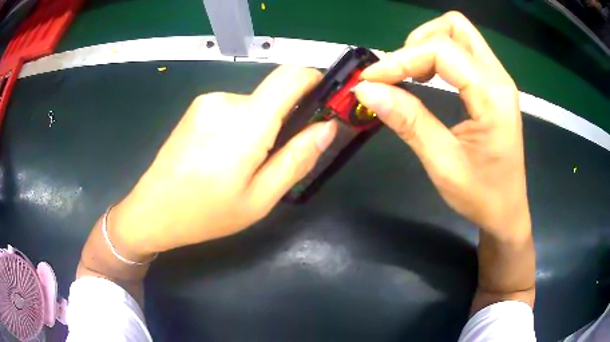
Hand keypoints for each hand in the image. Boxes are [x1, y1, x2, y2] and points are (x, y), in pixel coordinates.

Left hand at [110, 66, 336, 255]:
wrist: (152, 210)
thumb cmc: (206, 213)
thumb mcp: (260, 198)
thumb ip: (297, 158)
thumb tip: (327, 127)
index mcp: (246, 122)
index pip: (291, 76)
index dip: (314, 80)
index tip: (323, 101)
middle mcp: (227, 100)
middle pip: (273, 95)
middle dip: (285, 120)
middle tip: (273, 160)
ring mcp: (208, 101)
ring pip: (253, 105)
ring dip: (260, 127)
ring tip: (242, 165)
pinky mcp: (197, 108)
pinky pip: (233, 109)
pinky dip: (240, 127)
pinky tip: (223, 156)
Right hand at [354, 12, 530, 238]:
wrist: (507, 211)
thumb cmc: (481, 195)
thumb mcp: (442, 162)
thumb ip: (408, 120)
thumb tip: (367, 90)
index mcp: (492, 96)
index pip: (442, 51)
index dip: (400, 59)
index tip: (370, 79)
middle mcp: (499, 78)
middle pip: (455, 28)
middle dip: (419, 41)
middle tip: (399, 72)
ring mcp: (498, 79)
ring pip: (460, 34)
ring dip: (429, 45)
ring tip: (411, 74)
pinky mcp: (493, 85)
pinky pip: (464, 51)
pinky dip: (439, 55)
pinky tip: (428, 77)